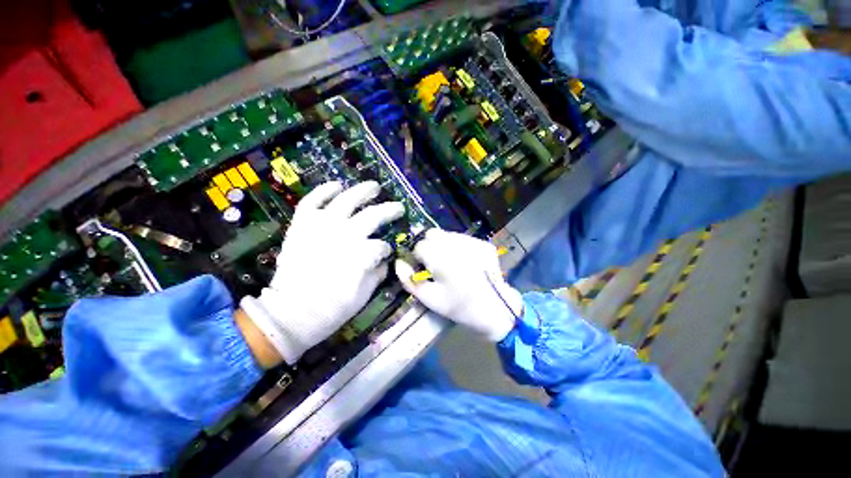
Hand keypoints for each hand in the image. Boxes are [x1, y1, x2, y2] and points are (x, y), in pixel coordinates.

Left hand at [241, 181, 403, 363]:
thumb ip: (378, 274)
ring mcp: (322, 226)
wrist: (290, 313)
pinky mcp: (302, 225)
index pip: (382, 246)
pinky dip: (324, 190)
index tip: (387, 253)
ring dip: (363, 191)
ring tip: (374, 186)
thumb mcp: (364, 295)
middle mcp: (345, 235)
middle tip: (398, 207)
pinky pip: (312, 201)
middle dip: (390, 210)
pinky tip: (337, 185)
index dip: (387, 249)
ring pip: (347, 200)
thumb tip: (384, 260)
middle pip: (373, 216)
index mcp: (362, 254)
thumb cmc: (332, 308)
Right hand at [396, 229, 522, 341]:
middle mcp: (455, 244)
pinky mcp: (483, 243)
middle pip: (432, 234)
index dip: (418, 258)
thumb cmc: (460, 307)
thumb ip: (410, 280)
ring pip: (447, 235)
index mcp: (440, 257)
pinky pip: (462, 239)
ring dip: (443, 245)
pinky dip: (458, 247)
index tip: (424, 270)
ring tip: (451, 264)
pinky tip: (464, 262)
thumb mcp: (430, 299)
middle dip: (429, 247)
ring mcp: (471, 241)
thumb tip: (399, 263)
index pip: (419, 246)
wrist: (497, 309)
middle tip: (435, 265)